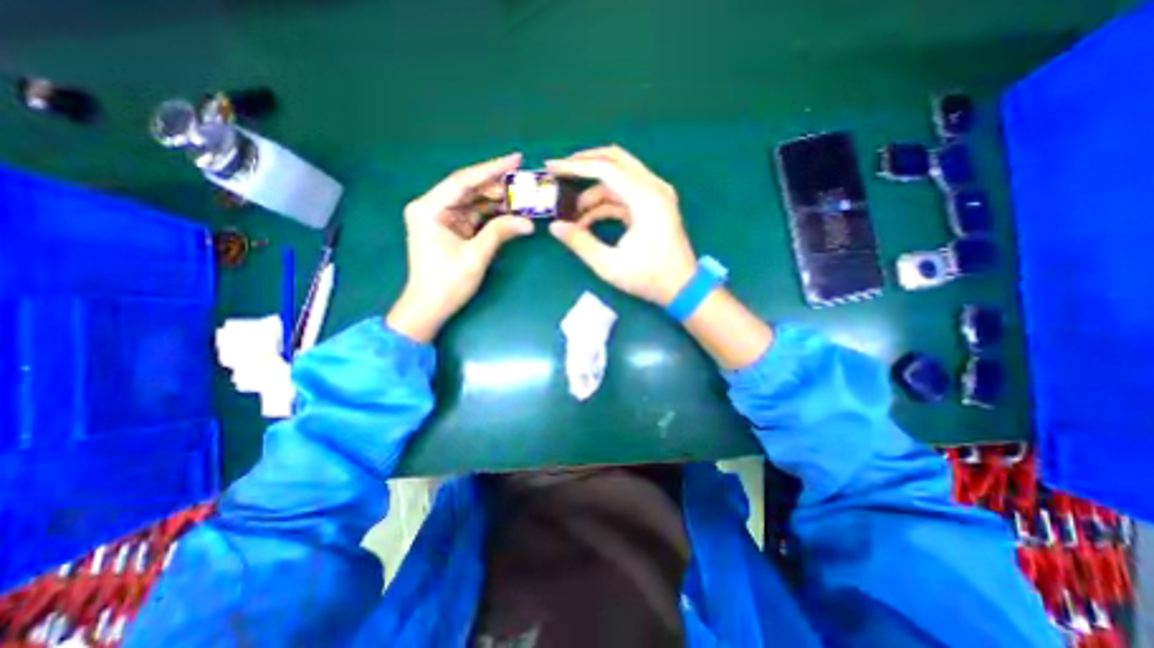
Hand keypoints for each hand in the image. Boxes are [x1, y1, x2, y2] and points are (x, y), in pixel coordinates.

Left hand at [385, 152, 534, 344]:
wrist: (429, 307)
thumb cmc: (446, 283)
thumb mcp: (475, 256)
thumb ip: (500, 233)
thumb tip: (528, 223)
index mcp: (430, 208)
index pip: (464, 180)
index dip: (491, 169)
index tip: (516, 159)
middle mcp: (432, 207)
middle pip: (468, 189)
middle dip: (497, 185)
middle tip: (524, 182)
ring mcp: (441, 218)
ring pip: (473, 201)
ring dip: (496, 200)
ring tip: (522, 196)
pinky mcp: (450, 229)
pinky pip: (473, 215)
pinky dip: (491, 214)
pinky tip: (509, 211)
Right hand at [546, 145, 697, 305]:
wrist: (682, 288)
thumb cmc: (649, 278)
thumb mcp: (610, 265)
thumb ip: (580, 243)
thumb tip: (555, 227)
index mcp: (646, 198)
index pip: (606, 169)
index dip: (575, 166)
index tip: (551, 166)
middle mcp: (653, 188)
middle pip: (615, 160)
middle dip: (584, 163)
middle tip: (560, 171)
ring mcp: (655, 195)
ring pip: (618, 177)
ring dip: (593, 191)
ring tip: (571, 213)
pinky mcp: (653, 206)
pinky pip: (624, 194)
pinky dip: (604, 204)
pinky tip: (587, 222)